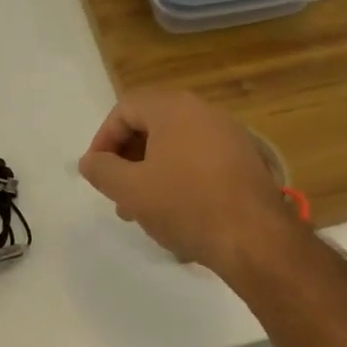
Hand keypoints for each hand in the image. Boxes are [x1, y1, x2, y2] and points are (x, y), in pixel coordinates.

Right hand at [78, 89, 291, 275]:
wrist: (256, 239)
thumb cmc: (186, 205)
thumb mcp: (130, 190)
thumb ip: (101, 170)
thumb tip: (90, 161)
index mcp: (174, 108)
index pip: (124, 110)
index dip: (103, 139)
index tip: (96, 172)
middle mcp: (204, 112)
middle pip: (151, 125)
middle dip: (127, 159)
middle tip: (116, 192)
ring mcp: (230, 135)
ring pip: (175, 146)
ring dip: (151, 172)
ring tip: (141, 210)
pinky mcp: (245, 161)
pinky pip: (199, 160)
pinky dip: (179, 178)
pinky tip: (175, 212)